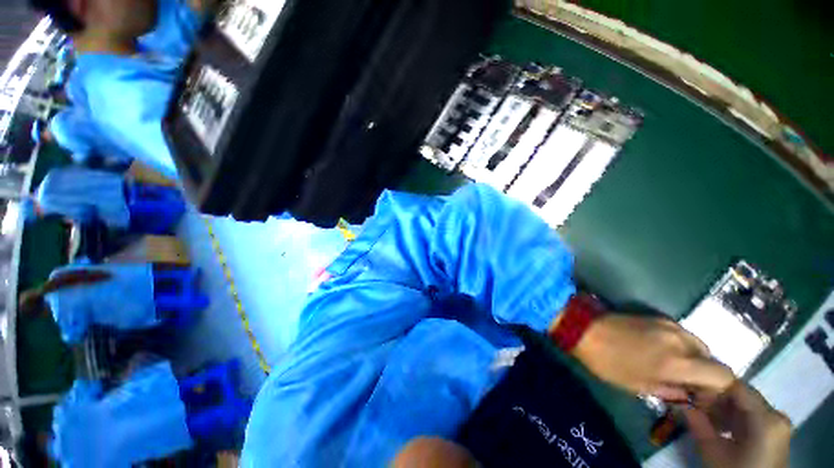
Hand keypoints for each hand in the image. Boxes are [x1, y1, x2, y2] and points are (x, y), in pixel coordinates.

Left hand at [573, 314, 733, 398]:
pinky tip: (663, 353)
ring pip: (697, 345)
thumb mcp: (638, 385)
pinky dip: (682, 347)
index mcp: (678, 361)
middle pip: (712, 358)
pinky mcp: (657, 317)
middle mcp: (680, 340)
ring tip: (673, 369)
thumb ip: (671, 391)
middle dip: (705, 373)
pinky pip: (682, 335)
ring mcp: (669, 324)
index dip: (721, 389)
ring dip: (693, 359)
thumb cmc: (608, 361)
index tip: (704, 396)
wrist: (584, 328)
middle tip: (688, 384)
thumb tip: (688, 394)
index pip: (722, 374)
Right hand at [684, 382, 790, 467]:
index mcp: (766, 416)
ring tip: (701, 414)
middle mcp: (776, 413)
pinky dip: (732, 417)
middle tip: (691, 401)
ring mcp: (777, 424)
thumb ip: (697, 423)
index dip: (710, 383)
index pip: (735, 385)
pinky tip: (717, 425)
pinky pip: (751, 416)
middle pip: (741, 395)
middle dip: (715, 397)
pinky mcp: (774, 433)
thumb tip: (680, 400)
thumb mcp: (712, 451)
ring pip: (745, 405)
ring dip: (722, 407)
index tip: (688, 388)